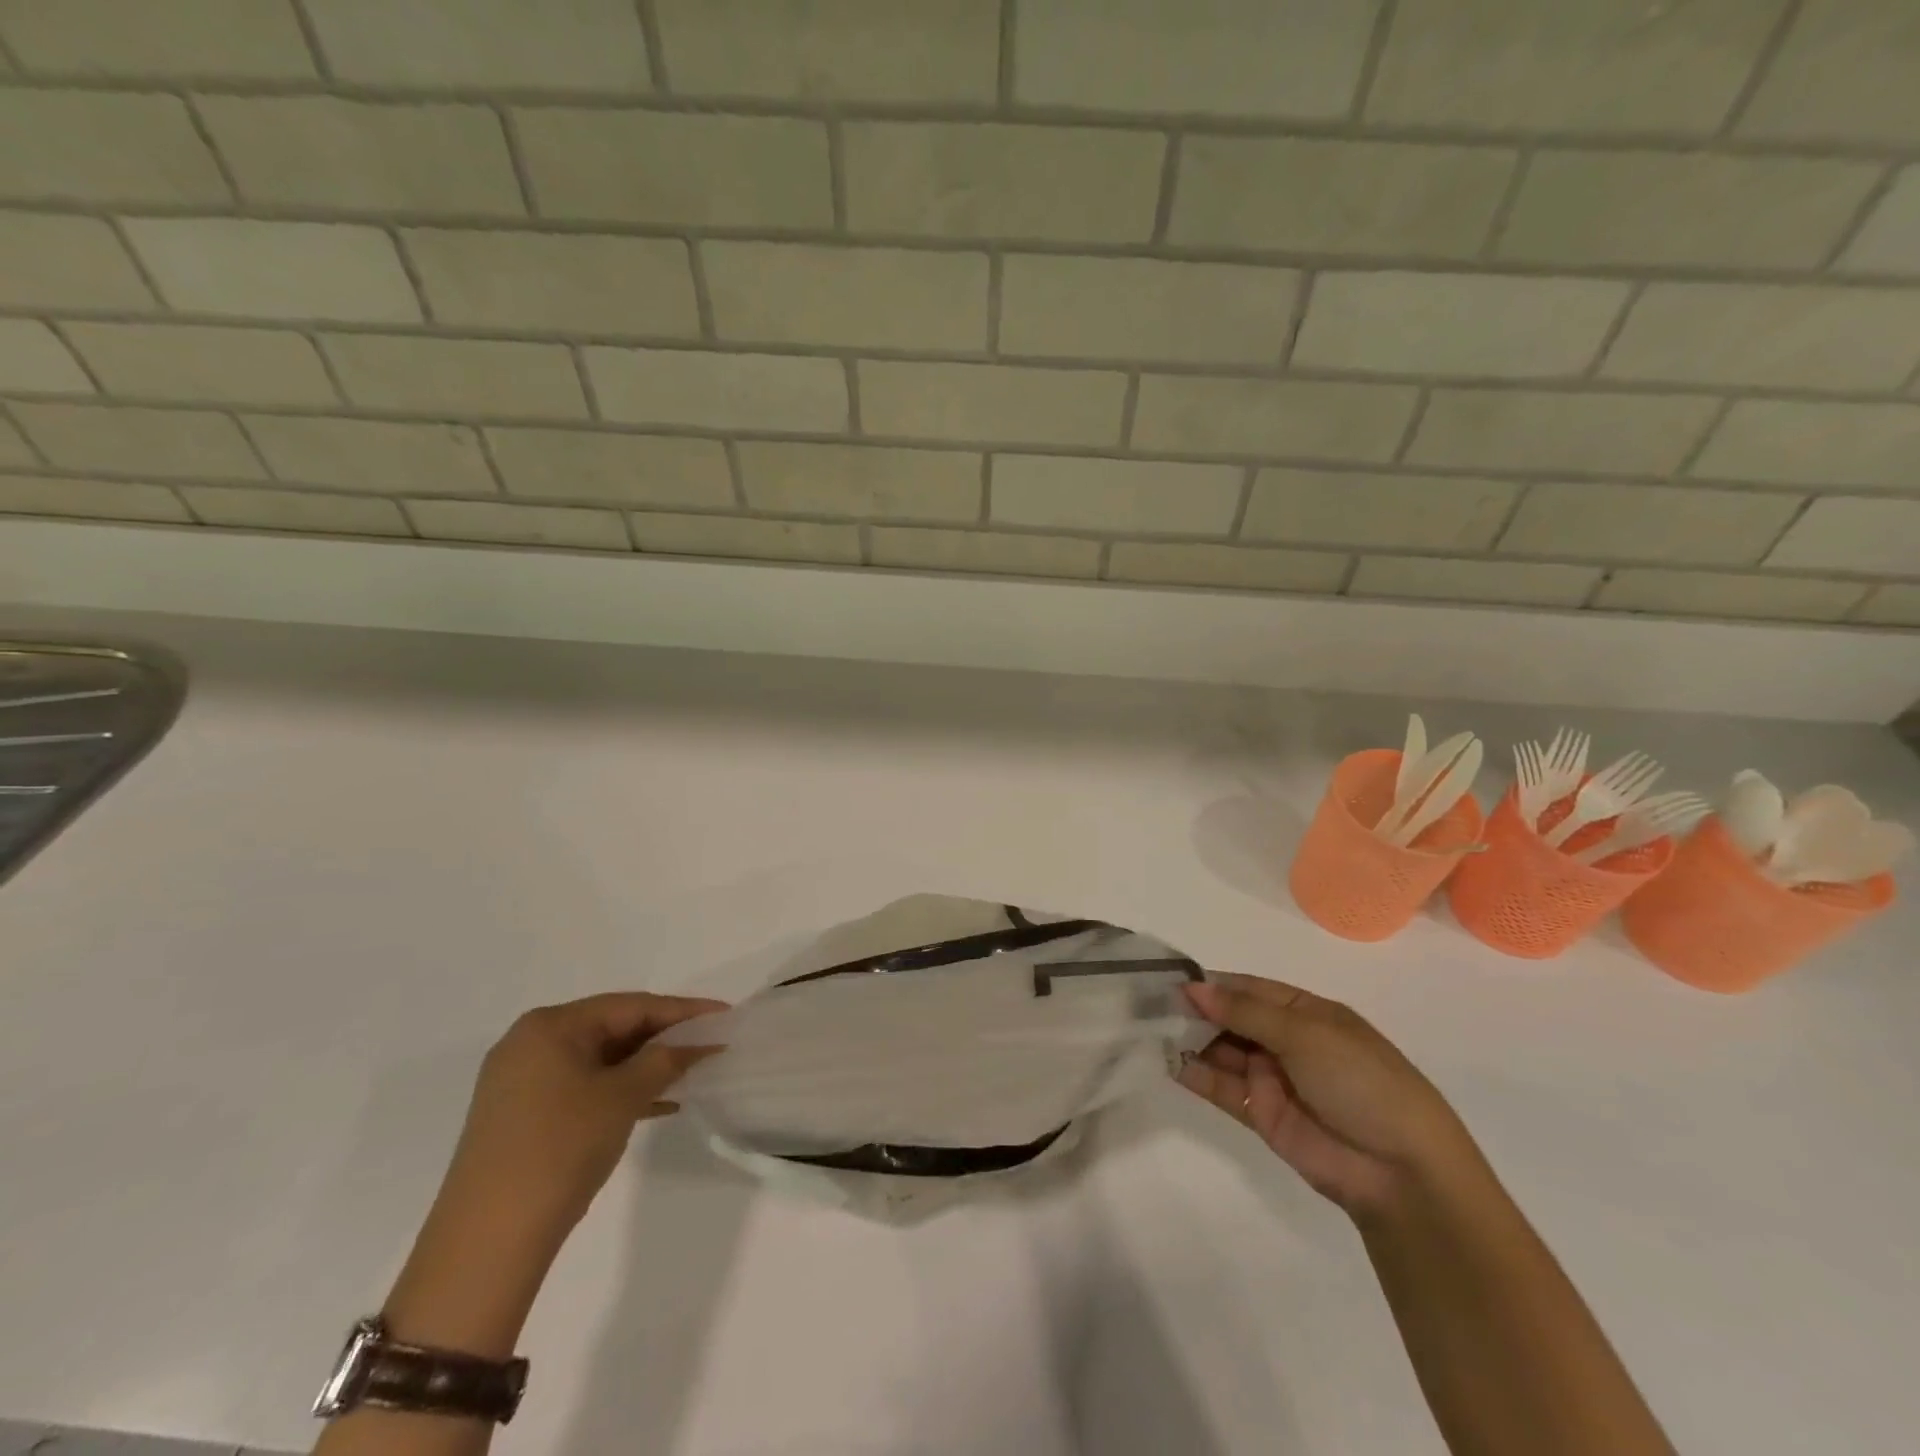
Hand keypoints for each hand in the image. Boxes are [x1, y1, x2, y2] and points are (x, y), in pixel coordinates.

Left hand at [439, 992, 726, 1243]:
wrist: (486, 1244)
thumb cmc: (559, 1149)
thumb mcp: (622, 1097)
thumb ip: (665, 1061)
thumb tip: (698, 1043)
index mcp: (550, 1026)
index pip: (630, 1005)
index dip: (682, 1010)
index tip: (724, 1014)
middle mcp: (530, 1043)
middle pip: (613, 1028)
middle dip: (663, 1038)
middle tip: (709, 1043)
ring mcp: (521, 1081)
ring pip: (599, 1060)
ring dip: (645, 1067)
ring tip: (691, 1073)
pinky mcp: (521, 1116)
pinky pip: (583, 1087)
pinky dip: (619, 1091)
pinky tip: (658, 1106)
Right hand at [1178, 974, 1480, 1218]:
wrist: (1399, 1170)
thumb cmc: (1360, 1080)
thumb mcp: (1305, 1033)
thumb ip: (1244, 1011)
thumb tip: (1193, 988)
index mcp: (1305, 1012)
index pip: (1247, 988)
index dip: (1211, 984)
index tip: (1169, 979)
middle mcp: (1285, 1040)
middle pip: (1229, 1018)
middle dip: (1194, 1011)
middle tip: (1147, 1004)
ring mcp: (1271, 1078)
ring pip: (1220, 1051)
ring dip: (1189, 1040)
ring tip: (1148, 1028)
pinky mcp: (1259, 1114)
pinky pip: (1220, 1087)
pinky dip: (1194, 1074)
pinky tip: (1165, 1060)